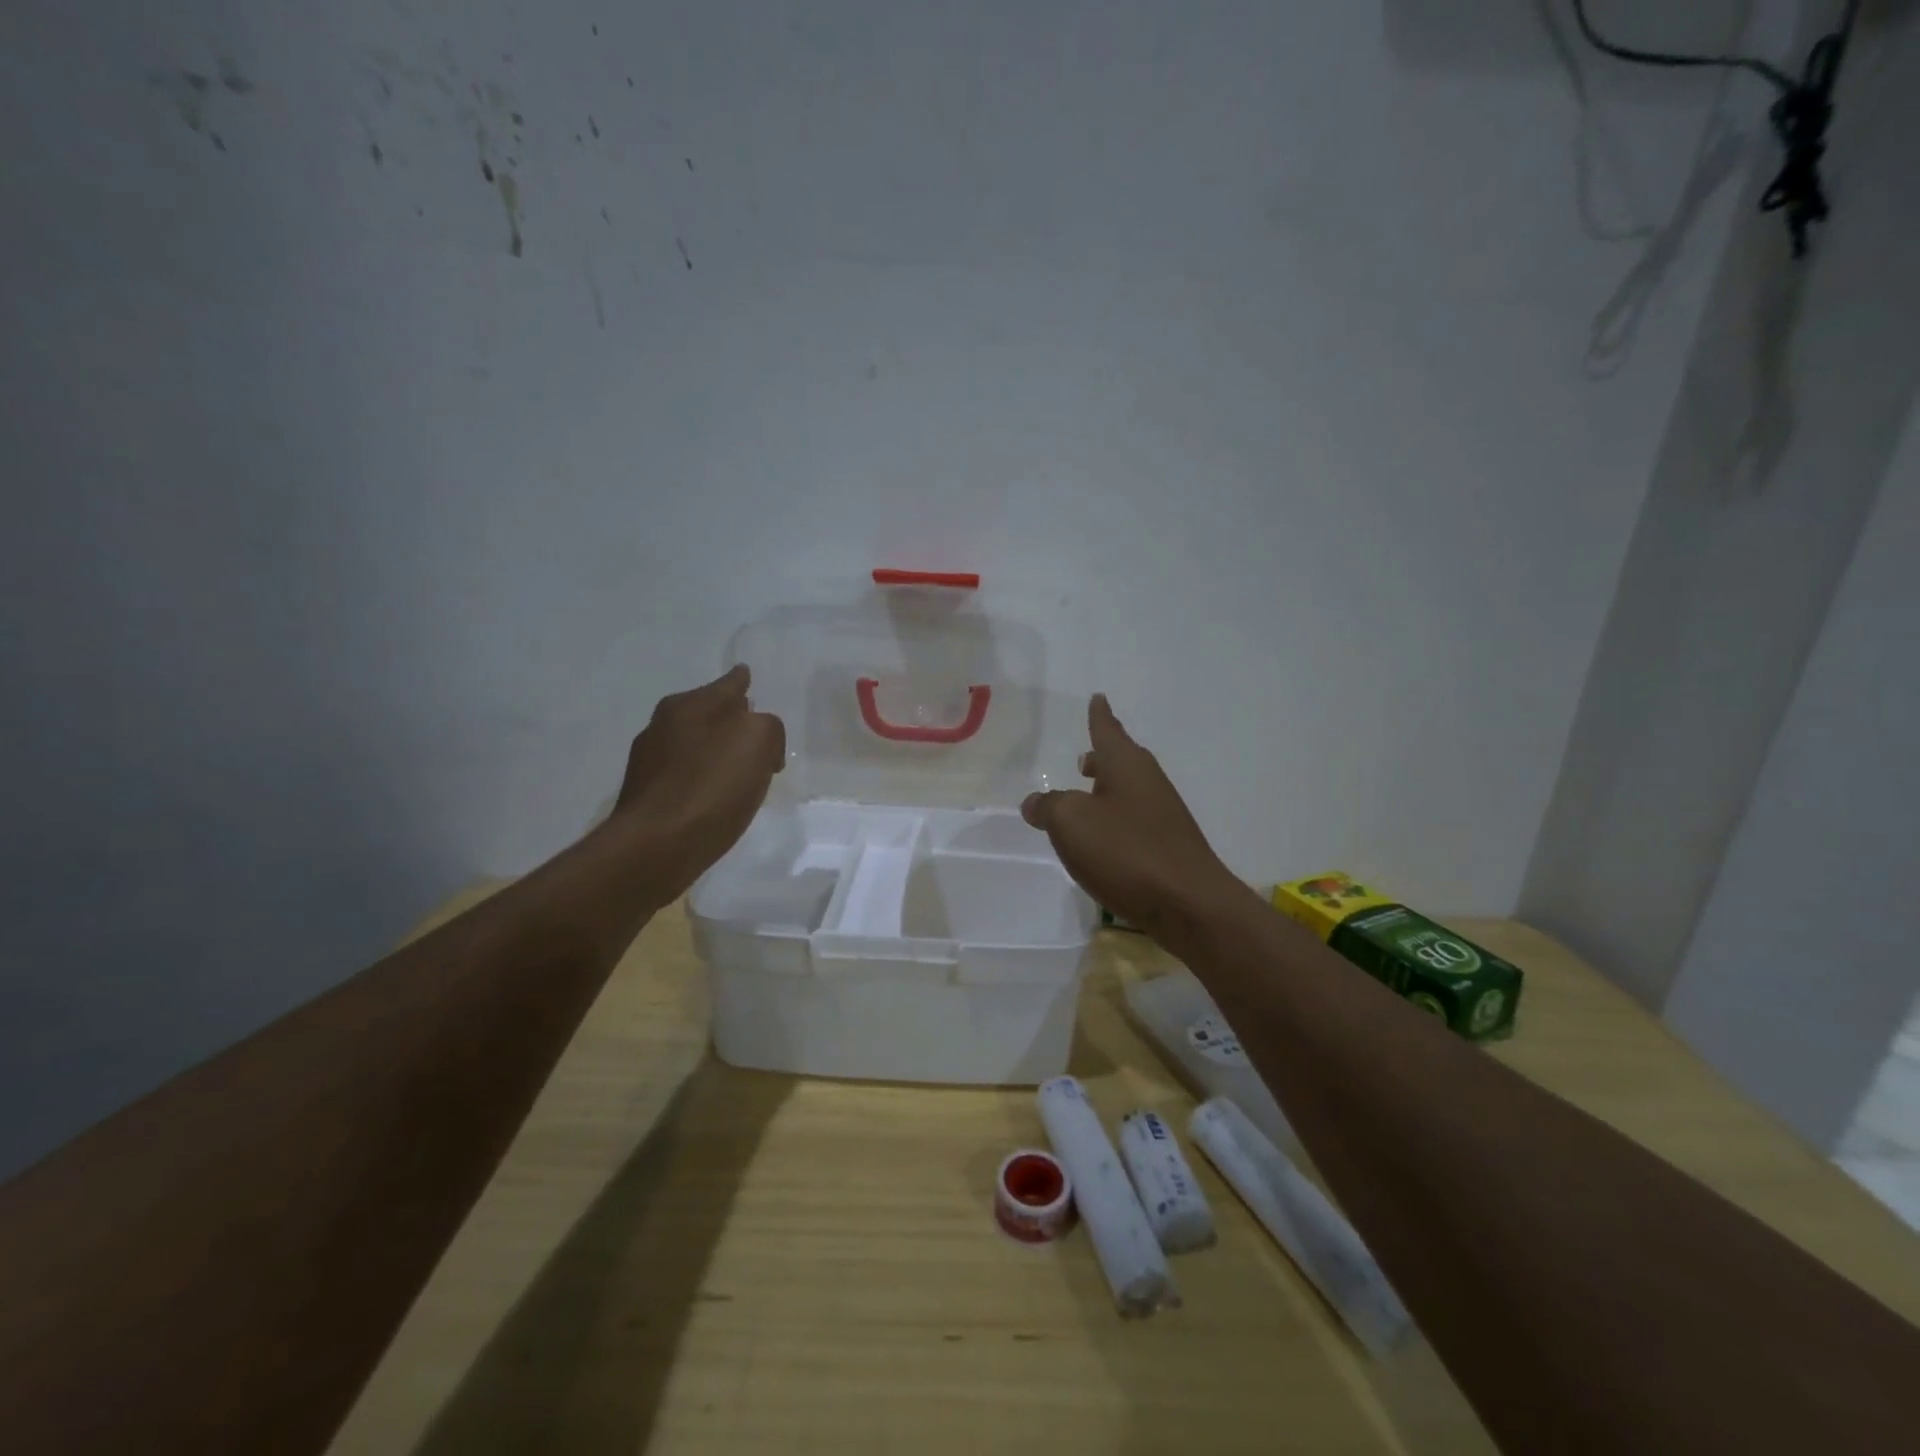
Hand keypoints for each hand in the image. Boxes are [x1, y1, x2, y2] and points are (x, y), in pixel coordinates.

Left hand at [611, 665, 785, 905]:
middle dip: (731, 720)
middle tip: (757, 735)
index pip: (727, 684)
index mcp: (688, 705)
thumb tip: (760, 741)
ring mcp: (650, 762)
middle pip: (708, 714)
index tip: (747, 675)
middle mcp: (663, 726)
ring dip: (717, 753)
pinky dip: (704, 781)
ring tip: (742, 770)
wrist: (657, 847)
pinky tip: (717, 798)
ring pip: (695, 746)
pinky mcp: (648, 798)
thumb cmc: (711, 786)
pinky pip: (686, 777)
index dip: (741, 680)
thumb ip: (767, 726)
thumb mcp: (758, 741)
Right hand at [1022, 695, 1247, 936]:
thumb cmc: (1126, 851)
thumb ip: (1048, 807)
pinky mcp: (1168, 846)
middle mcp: (1148, 782)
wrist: (1189, 904)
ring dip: (1107, 789)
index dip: (1099, 715)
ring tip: (1086, 796)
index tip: (1098, 697)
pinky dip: (1116, 819)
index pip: (1107, 730)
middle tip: (1084, 757)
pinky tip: (1103, 840)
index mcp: (1125, 765)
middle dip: (1101, 756)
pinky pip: (1134, 820)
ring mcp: (1162, 815)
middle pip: (1122, 760)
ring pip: (1129, 790)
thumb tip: (1035, 803)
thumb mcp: (1071, 823)